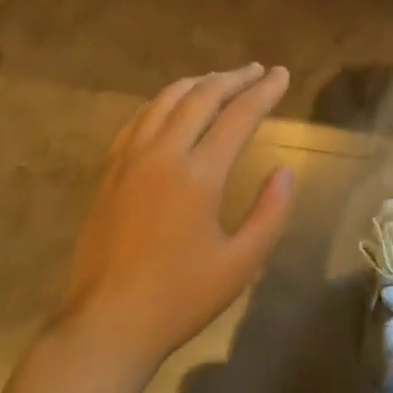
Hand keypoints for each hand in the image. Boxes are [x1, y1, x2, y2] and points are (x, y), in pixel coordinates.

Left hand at [57, 64, 294, 368]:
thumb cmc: (180, 298)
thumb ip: (270, 212)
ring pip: (166, 100)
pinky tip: (172, 106)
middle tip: (257, 70)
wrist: (106, 323)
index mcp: (198, 174)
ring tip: (220, 79)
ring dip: (198, 83)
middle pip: (201, 97)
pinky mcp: (109, 170)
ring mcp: (130, 158)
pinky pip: (139, 118)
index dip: (264, 91)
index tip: (282, 74)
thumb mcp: (240, 263)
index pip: (239, 116)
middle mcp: (163, 153)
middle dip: (233, 78)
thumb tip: (285, 169)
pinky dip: (163, 101)